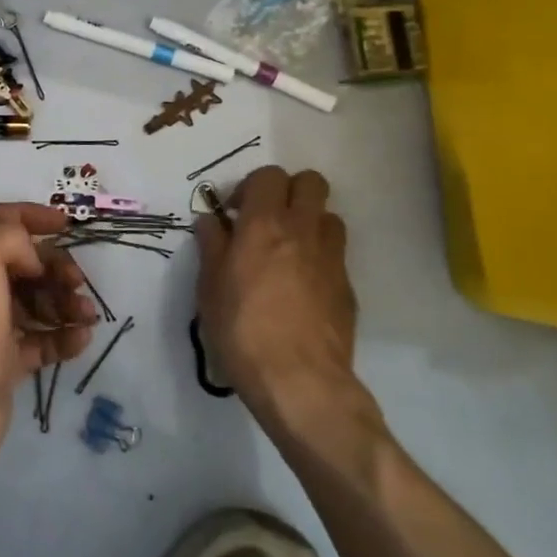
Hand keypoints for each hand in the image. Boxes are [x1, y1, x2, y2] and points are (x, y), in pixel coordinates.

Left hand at [0, 203, 95, 472]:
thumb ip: (10, 237)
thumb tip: (33, 258)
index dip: (31, 215)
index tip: (66, 223)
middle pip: (25, 262)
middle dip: (56, 266)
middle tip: (77, 281)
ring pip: (37, 301)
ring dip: (66, 302)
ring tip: (87, 315)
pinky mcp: (5, 360)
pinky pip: (42, 339)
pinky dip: (64, 336)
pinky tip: (81, 339)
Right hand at [195, 167, 363, 416]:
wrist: (299, 380)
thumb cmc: (242, 328)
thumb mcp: (209, 287)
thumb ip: (212, 246)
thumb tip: (212, 221)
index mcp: (265, 223)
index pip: (269, 175)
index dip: (251, 187)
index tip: (236, 213)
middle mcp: (303, 230)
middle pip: (311, 182)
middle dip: (289, 191)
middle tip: (267, 220)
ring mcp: (331, 257)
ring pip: (329, 216)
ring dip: (309, 222)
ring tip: (287, 251)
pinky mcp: (348, 287)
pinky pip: (335, 254)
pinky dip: (319, 258)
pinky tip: (301, 289)